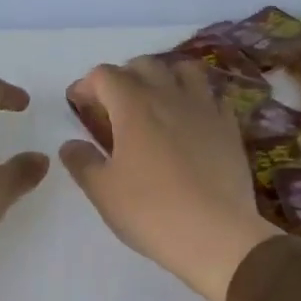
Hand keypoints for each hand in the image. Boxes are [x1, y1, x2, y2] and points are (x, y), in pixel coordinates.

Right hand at [60, 57, 282, 300]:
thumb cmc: (151, 212)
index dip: (87, 85)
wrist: (216, 235)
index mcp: (134, 106)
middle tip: (114, 105)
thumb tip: (71, 144)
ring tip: (157, 102)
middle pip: (145, 65)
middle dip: (124, 76)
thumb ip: (82, 162)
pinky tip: (192, 121)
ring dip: (165, 77)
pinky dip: (197, 99)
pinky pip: (213, 97)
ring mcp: (205, 108)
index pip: (105, 75)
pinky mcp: (230, 127)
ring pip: (185, 71)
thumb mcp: (103, 192)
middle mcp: (170, 96)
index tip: (80, 105)